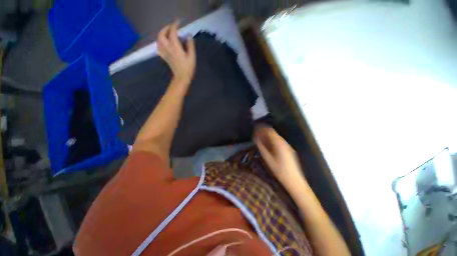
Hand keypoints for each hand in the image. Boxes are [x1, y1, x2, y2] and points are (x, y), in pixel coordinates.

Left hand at [157, 21, 195, 84]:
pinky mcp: (164, 57)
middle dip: (166, 28)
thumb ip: (190, 45)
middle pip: (162, 34)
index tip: (178, 22)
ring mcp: (164, 52)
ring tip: (167, 34)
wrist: (182, 77)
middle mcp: (167, 47)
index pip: (172, 32)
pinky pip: (158, 47)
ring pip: (158, 39)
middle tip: (172, 28)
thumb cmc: (188, 68)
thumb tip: (188, 35)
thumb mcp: (192, 56)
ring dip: (162, 34)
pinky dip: (159, 42)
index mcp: (175, 46)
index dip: (175, 25)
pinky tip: (163, 43)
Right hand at [254, 125, 305, 186]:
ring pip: (276, 137)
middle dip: (264, 132)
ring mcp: (287, 146)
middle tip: (256, 134)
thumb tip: (255, 139)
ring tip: (260, 139)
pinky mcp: (288, 150)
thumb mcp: (268, 159)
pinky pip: (279, 142)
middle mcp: (284, 143)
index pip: (269, 131)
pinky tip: (268, 145)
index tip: (255, 128)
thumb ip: (261, 147)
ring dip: (268, 136)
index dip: (262, 128)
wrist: (294, 181)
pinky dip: (272, 141)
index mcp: (279, 143)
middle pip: (273, 133)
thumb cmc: (280, 171)